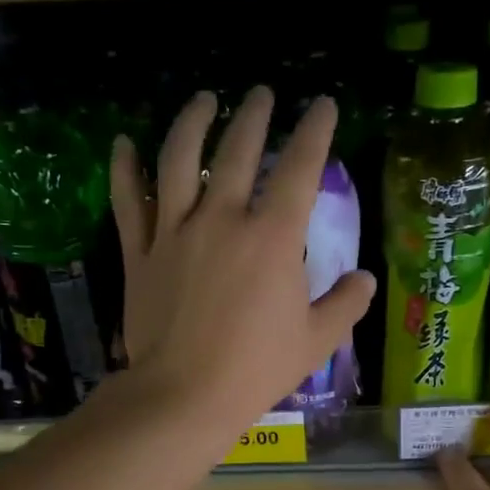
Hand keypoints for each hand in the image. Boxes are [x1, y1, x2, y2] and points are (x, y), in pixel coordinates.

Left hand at [111, 87, 374, 427]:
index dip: (314, 131)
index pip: (299, 169)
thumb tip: (365, 278)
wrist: (184, 395)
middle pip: (237, 151)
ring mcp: (175, 232)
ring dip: (193, 122)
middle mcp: (222, 219)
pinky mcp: (140, 252)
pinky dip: (125, 169)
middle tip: (261, 94)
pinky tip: (124, 143)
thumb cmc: (256, 369)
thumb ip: (345, 304)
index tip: (321, 105)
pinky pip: (128, 201)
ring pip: (179, 160)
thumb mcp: (316, 340)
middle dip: (254, 115)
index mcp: (272, 238)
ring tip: (205, 99)